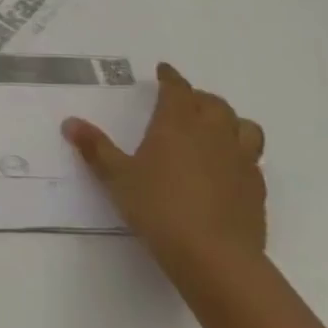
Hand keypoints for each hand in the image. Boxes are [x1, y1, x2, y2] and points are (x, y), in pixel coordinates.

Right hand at [62, 63, 265, 285]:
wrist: (215, 257)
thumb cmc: (159, 208)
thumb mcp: (117, 178)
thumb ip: (95, 148)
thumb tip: (70, 122)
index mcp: (177, 123)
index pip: (177, 89)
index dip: (170, 77)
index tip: (164, 70)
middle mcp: (212, 133)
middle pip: (214, 103)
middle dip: (198, 98)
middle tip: (185, 103)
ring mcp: (241, 160)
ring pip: (244, 126)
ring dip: (230, 121)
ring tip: (215, 130)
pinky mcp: (257, 188)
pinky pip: (254, 158)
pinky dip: (241, 153)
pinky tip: (228, 168)